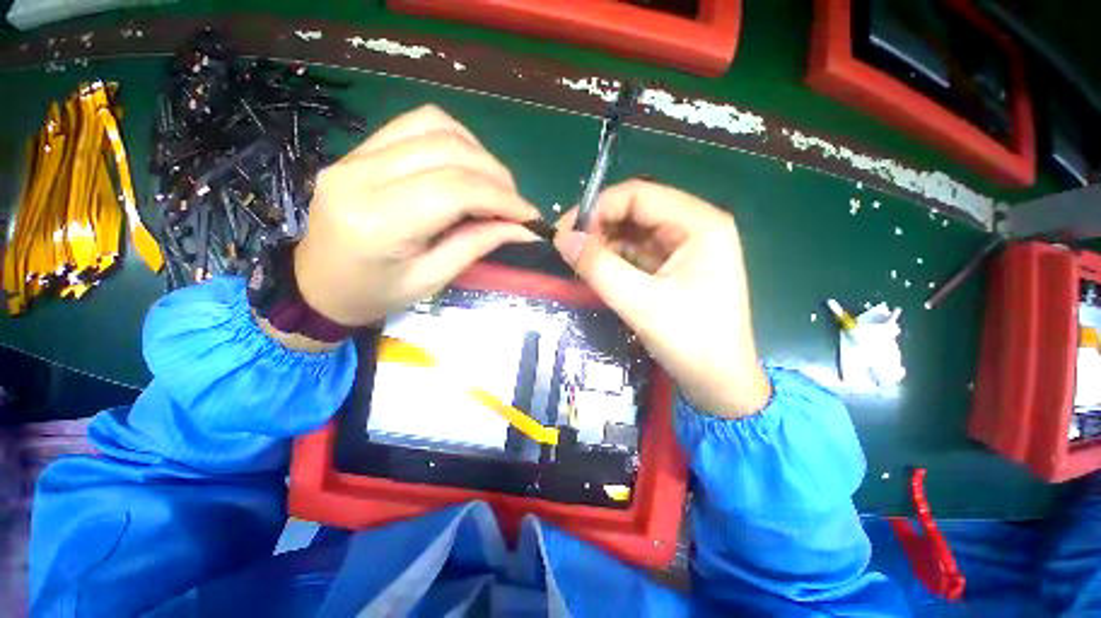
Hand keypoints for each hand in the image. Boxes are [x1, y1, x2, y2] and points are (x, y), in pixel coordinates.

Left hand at [294, 105, 539, 326]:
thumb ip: (477, 244)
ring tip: (494, 185)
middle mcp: (362, 175)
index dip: (502, 198)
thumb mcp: (432, 279)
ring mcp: (355, 155)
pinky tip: (467, 167)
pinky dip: (454, 140)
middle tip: (516, 204)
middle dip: (496, 176)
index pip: (455, 189)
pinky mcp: (358, 149)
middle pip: (448, 150)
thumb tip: (523, 228)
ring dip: (477, 152)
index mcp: (379, 221)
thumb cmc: (375, 295)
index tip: (530, 216)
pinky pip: (415, 124)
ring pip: (434, 126)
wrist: (317, 286)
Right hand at [554, 180, 769, 417]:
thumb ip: (599, 266)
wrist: (720, 384)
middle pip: (637, 210)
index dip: (598, 208)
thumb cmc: (690, 342)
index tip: (567, 233)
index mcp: (699, 223)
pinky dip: (616, 258)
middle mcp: (696, 227)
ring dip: (605, 243)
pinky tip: (597, 269)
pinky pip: (639, 252)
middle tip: (569, 248)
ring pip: (635, 231)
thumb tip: (562, 239)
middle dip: (600, 226)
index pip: (639, 194)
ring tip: (579, 261)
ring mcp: (687, 247)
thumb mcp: (640, 302)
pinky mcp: (676, 267)